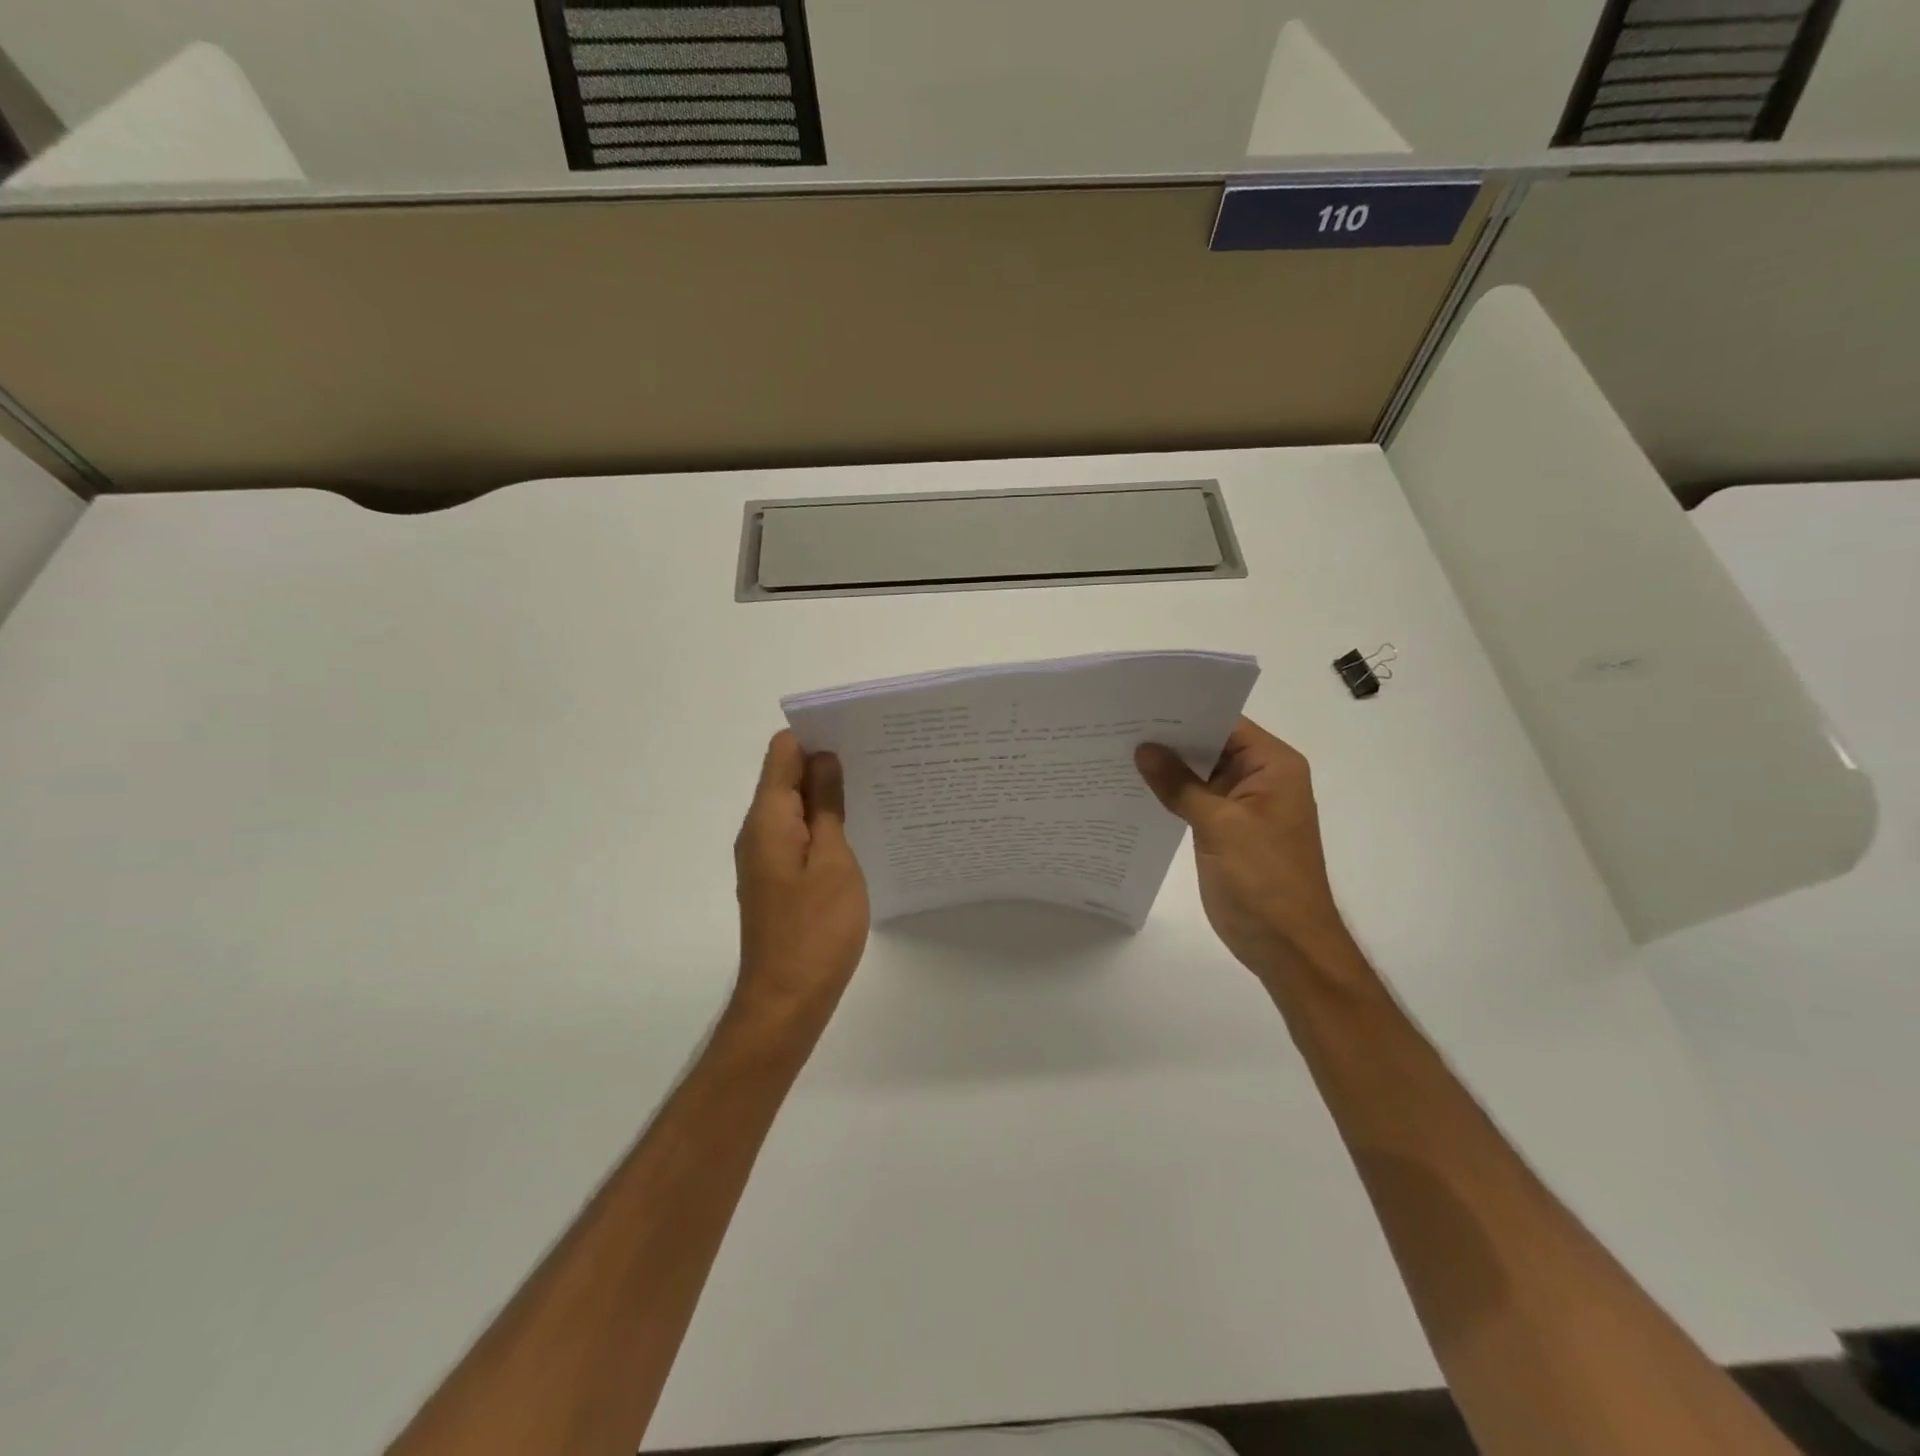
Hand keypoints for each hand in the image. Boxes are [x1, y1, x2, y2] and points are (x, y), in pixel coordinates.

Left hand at [731, 730, 870, 1035]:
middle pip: (786, 777)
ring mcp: (765, 857)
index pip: (782, 752)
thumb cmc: (815, 929)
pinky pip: (797, 835)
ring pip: (794, 807)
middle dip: (826, 763)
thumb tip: (825, 759)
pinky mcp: (776, 880)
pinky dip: (822, 824)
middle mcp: (758, 831)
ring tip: (876, 790)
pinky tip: (857, 831)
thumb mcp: (833, 861)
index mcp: (768, 819)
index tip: (858, 735)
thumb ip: (827, 806)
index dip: (816, 736)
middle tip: (878, 760)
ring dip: (827, 795)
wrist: (787, 1001)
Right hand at [1135, 717, 1355, 984]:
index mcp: (1273, 766)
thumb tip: (1143, 749)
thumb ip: (1180, 785)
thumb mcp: (1220, 825)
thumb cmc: (1264, 880)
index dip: (1185, 712)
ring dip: (1167, 767)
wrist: (1286, 946)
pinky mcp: (1226, 830)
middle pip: (1211, 745)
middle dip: (1169, 738)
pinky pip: (1195, 800)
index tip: (1140, 703)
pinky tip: (1134, 787)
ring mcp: (1242, 806)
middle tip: (1118, 724)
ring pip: (1199, 774)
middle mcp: (1261, 778)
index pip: (1225, 723)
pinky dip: (1170, 794)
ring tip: (1116, 749)